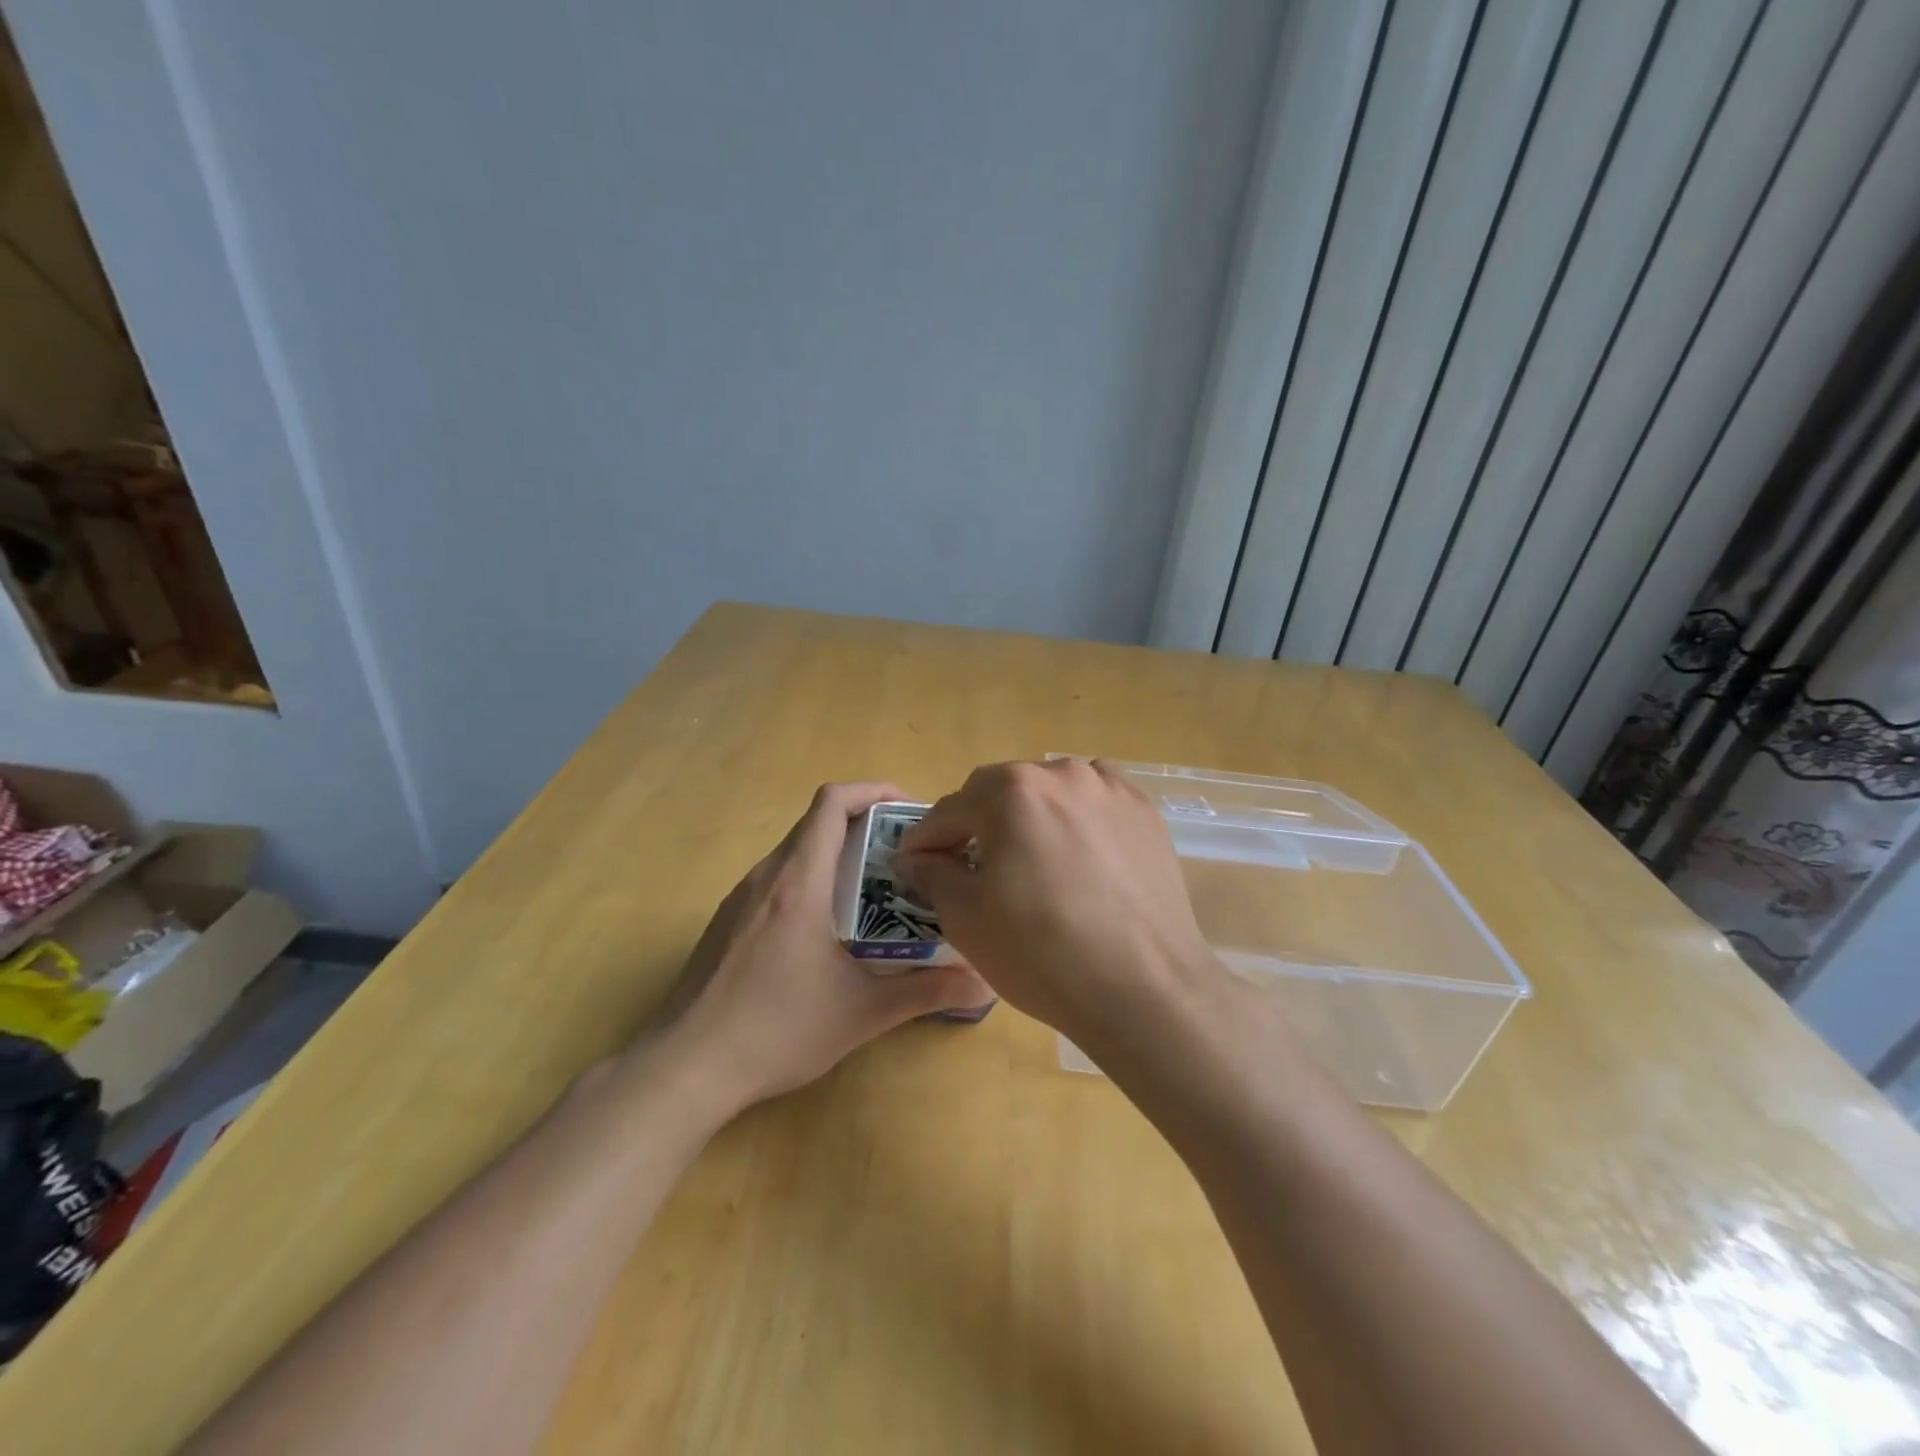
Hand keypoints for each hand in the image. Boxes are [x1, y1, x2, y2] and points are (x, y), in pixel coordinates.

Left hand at [642, 782, 992, 1113]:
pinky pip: (776, 880)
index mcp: (798, 881)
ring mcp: (740, 898)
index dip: (872, 790)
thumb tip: (983, 980)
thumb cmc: (775, 1029)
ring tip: (874, 891)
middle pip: (816, 823)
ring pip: (795, 852)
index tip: (907, 809)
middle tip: (905, 857)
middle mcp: (766, 876)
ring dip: (836, 855)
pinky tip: (827, 929)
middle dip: (864, 826)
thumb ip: (924, 991)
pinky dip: (810, 880)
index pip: (832, 801)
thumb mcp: (860, 1012)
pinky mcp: (726, 922)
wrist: (684, 1069)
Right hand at [896, 759, 1217, 1054]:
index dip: (928, 839)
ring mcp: (1109, 789)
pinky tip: (1078, 853)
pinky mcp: (1144, 812)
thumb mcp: (967, 918)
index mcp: (1011, 792)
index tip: (916, 863)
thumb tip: (915, 859)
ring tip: (1031, 860)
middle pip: (1001, 791)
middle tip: (971, 866)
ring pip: (1050, 791)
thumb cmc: (1042, 953)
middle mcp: (1060, 773)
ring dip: (1029, 816)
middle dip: (978, 823)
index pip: (951, 808)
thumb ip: (933, 875)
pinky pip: (1095, 801)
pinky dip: (1076, 816)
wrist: (1144, 989)